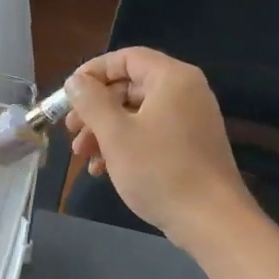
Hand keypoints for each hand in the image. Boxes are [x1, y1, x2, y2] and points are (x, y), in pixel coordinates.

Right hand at [63, 49, 253, 254]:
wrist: (210, 220)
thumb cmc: (159, 170)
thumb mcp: (115, 134)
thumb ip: (90, 101)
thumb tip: (75, 81)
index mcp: (172, 78)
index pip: (126, 58)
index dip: (92, 72)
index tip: (68, 95)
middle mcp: (185, 92)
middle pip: (129, 87)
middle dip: (95, 109)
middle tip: (71, 131)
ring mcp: (190, 120)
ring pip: (136, 114)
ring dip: (105, 131)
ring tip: (82, 156)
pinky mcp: (189, 146)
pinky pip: (150, 134)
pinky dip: (125, 145)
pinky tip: (102, 170)